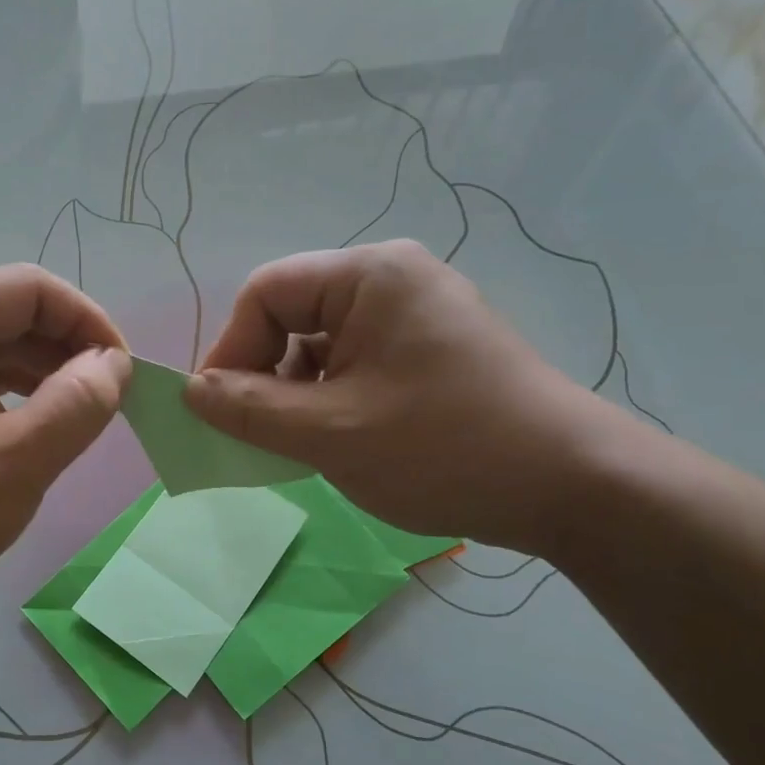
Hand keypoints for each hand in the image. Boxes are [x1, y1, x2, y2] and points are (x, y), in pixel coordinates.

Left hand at [0, 265, 130, 649]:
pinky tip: (21, 430)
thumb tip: (112, 364)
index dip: (87, 320)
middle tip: (105, 400)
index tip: (122, 372)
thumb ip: (77, 404)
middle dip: (62, 349)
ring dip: (32, 374)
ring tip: (74, 416)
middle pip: (0, 314)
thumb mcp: (16, 463)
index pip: (28, 288)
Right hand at [186, 241, 624, 553]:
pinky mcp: (433, 349)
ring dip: (297, 392)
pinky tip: (339, 440)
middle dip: (265, 374)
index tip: (218, 412)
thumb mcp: (331, 433)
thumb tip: (191, 392)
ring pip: (323, 343)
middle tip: (256, 434)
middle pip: (293, 314)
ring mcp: (418, 314)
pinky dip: (332, 398)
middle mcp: (393, 279)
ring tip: (299, 445)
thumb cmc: (444, 449)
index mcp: (370, 275)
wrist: (573, 488)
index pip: (266, 293)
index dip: (230, 350)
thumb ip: (249, 409)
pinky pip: (357, 361)